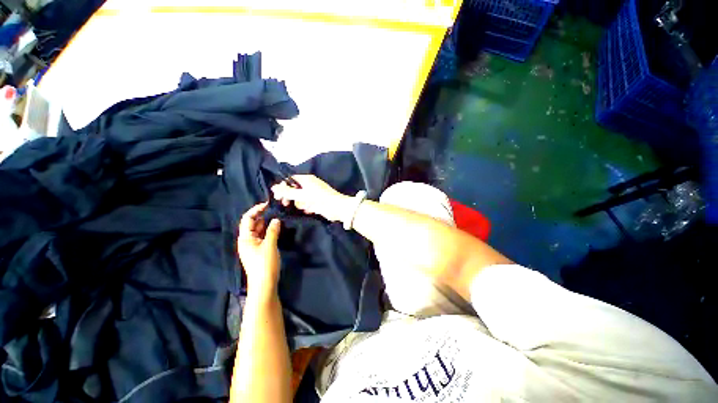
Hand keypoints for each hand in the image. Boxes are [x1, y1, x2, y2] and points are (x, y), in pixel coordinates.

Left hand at [238, 202, 281, 295]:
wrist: (264, 284)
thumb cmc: (264, 264)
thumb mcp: (269, 245)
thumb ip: (272, 231)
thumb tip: (276, 219)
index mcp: (245, 238)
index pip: (247, 219)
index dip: (256, 210)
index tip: (267, 204)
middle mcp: (247, 240)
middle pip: (252, 223)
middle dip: (262, 215)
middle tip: (276, 209)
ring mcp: (254, 245)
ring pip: (259, 230)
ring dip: (267, 222)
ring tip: (278, 215)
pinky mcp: (260, 250)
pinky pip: (264, 236)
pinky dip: (269, 230)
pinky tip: (277, 227)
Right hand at [271, 175, 349, 221]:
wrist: (338, 208)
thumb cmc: (321, 199)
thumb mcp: (302, 195)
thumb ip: (288, 191)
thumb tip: (273, 187)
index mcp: (307, 179)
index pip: (290, 180)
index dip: (283, 187)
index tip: (278, 197)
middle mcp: (310, 184)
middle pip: (294, 189)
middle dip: (291, 197)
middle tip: (287, 204)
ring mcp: (314, 193)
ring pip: (300, 198)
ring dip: (301, 203)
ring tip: (306, 207)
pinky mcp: (317, 202)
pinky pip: (307, 204)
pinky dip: (307, 207)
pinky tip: (310, 210)